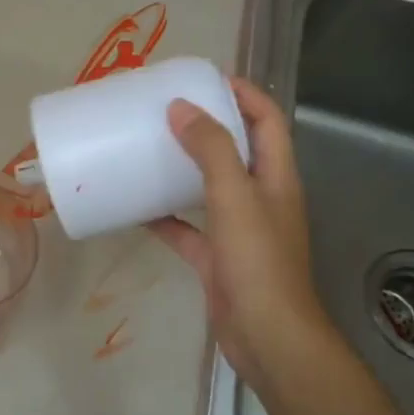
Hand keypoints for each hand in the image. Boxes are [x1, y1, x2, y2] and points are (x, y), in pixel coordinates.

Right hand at [148, 77, 334, 391]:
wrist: (266, 335)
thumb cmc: (257, 261)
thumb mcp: (235, 196)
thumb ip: (212, 150)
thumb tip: (181, 108)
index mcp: (277, 176)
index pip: (267, 120)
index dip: (243, 93)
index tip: (204, 79)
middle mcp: (261, 198)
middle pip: (238, 150)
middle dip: (207, 127)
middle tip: (167, 111)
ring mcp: (239, 230)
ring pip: (210, 188)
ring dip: (184, 169)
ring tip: (150, 149)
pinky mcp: (217, 258)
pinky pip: (188, 228)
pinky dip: (165, 217)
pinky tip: (136, 209)